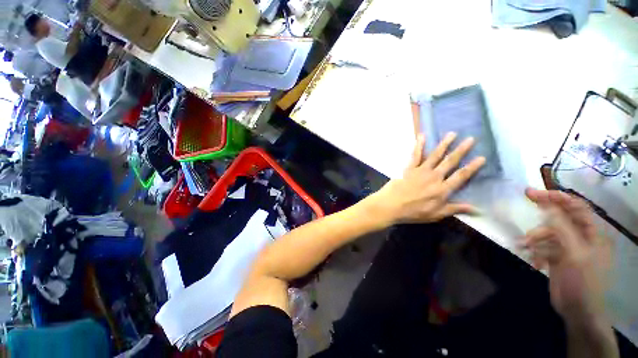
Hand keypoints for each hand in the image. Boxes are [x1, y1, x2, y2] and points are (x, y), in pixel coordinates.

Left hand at [368, 132, 485, 224]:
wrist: (391, 205)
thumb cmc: (413, 212)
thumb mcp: (436, 214)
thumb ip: (455, 209)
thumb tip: (478, 210)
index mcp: (442, 189)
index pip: (461, 176)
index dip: (472, 167)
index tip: (482, 157)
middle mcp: (434, 177)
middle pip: (450, 162)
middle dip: (461, 150)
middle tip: (470, 139)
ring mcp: (421, 171)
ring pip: (435, 155)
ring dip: (444, 144)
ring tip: (452, 133)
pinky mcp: (409, 168)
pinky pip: (415, 155)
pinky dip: (418, 145)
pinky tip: (421, 136)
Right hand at [523, 189, 611, 324]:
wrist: (578, 310)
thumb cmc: (583, 281)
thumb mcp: (575, 254)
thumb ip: (563, 229)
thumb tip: (548, 206)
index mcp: (593, 233)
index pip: (577, 206)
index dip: (558, 196)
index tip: (537, 191)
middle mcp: (582, 236)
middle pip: (562, 216)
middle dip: (544, 210)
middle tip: (526, 196)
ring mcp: (569, 247)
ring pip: (549, 231)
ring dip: (536, 236)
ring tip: (525, 246)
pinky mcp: (557, 256)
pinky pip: (544, 245)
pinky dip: (536, 250)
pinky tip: (534, 260)